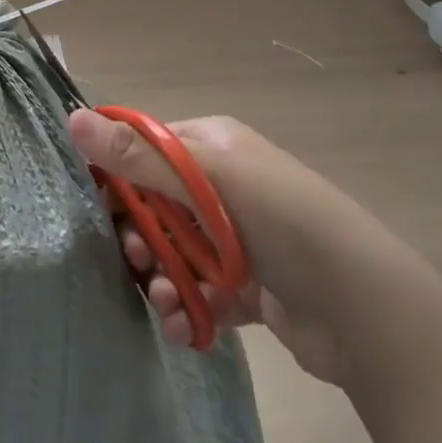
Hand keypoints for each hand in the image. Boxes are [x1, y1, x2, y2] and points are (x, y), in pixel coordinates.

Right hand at [69, 109, 347, 380]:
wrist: (367, 310)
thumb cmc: (284, 221)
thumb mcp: (209, 180)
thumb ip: (140, 156)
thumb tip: (73, 117)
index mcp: (213, 146)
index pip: (147, 149)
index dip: (117, 176)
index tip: (97, 209)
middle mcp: (223, 185)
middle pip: (156, 204)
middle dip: (139, 235)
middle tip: (134, 260)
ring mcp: (237, 237)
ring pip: (176, 251)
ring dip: (160, 276)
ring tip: (163, 301)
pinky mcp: (249, 286)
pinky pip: (201, 290)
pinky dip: (187, 307)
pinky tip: (183, 325)